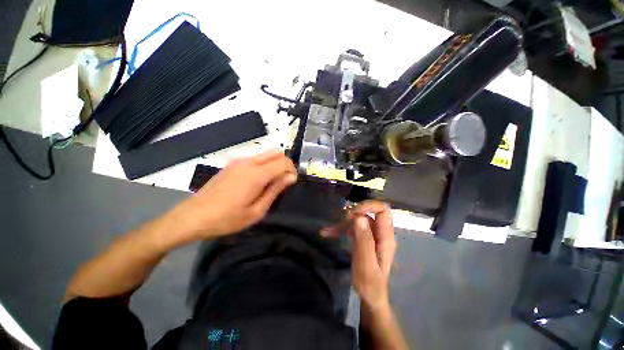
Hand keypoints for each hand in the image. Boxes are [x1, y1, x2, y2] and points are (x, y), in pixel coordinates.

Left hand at [163, 150, 296, 243]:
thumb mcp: (256, 211)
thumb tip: (291, 177)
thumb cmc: (226, 219)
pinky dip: (264, 165)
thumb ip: (275, 190)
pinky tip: (257, 182)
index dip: (292, 170)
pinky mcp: (232, 164)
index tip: (291, 183)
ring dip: (274, 164)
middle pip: (276, 152)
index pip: (283, 162)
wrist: (192, 216)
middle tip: (283, 182)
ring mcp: (238, 162)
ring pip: (266, 154)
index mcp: (256, 174)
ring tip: (270, 184)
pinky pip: (255, 159)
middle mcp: (248, 162)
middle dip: (285, 164)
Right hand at [323, 201, 396, 309]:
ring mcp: (372, 235)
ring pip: (358, 219)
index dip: (368, 206)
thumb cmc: (370, 284)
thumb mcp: (366, 265)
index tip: (352, 213)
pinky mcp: (363, 238)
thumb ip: (364, 240)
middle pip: (369, 212)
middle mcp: (380, 232)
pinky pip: (353, 227)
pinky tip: (327, 233)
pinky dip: (340, 229)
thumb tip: (359, 216)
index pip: (382, 210)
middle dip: (353, 213)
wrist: (370, 297)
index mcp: (385, 237)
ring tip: (328, 231)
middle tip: (341, 221)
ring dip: (343, 223)